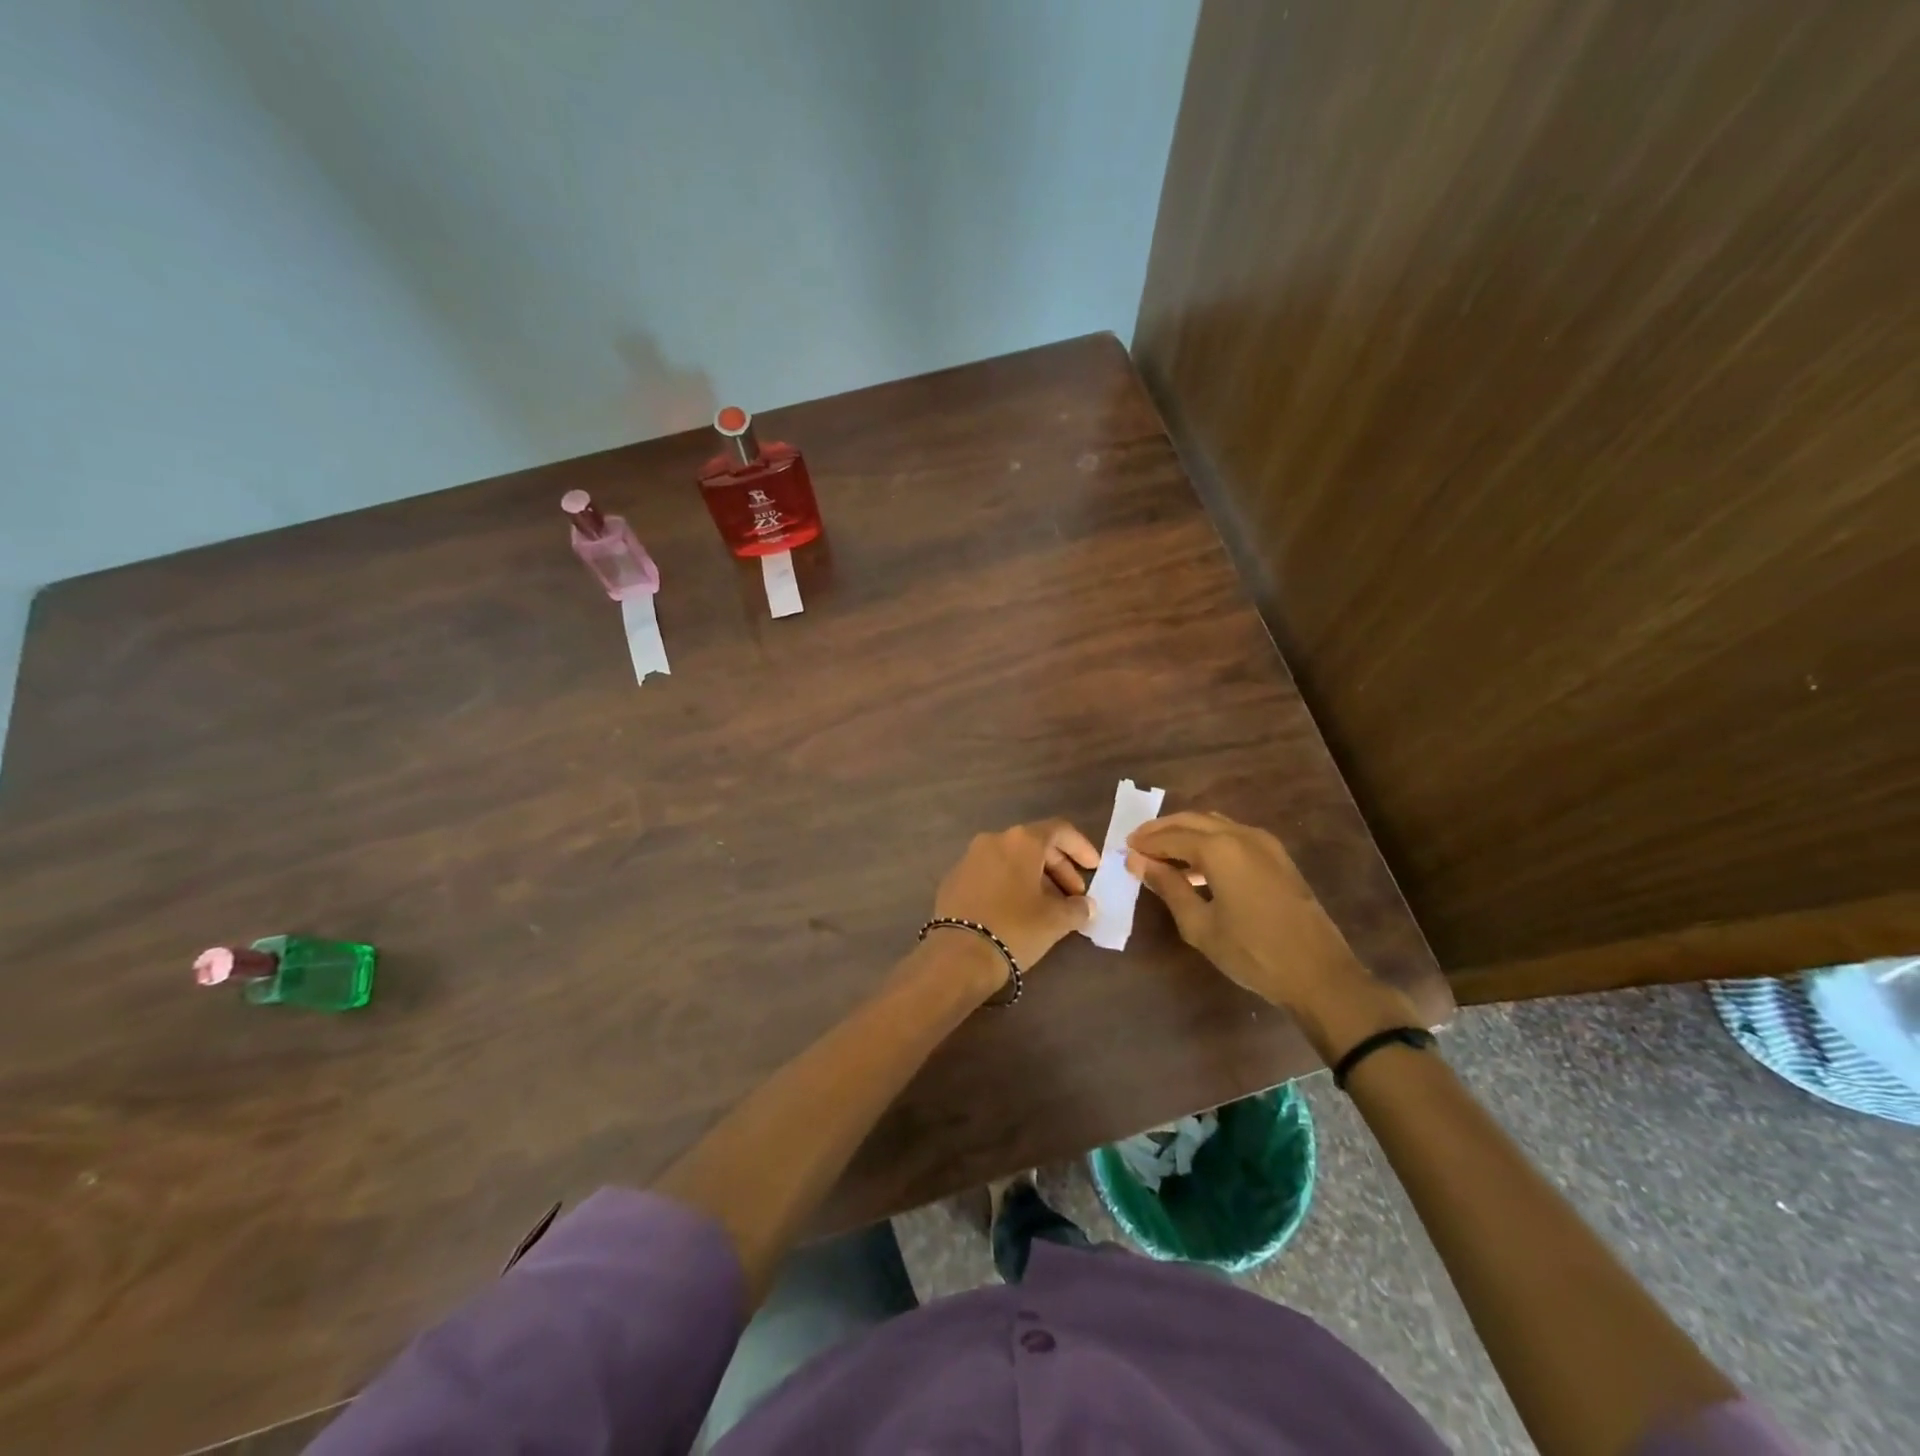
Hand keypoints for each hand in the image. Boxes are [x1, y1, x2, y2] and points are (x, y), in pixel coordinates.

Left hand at [931, 819, 1099, 982]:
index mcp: (1021, 841)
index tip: (1093, 868)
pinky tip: (1018, 910)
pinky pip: (991, 872)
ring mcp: (969, 858)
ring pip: (1012, 859)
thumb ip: (1077, 908)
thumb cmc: (1015, 928)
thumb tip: (1085, 905)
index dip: (1081, 847)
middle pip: (1035, 844)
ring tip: (1049, 906)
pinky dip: (1010, 884)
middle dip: (1059, 867)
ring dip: (1035, 877)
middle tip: (1074, 895)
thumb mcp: (1056, 921)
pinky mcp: (954, 878)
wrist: (959, 954)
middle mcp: (993, 840)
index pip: (1059, 830)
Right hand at [1127, 811, 1418, 1051]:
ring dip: (1185, 833)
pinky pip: (1233, 836)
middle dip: (1162, 830)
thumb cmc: (1252, 952)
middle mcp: (1241, 835)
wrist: (1319, 974)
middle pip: (1191, 821)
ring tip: (1162, 854)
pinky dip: (1208, 841)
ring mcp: (1264, 843)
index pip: (1170, 837)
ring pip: (1213, 824)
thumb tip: (1138, 862)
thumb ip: (1167, 887)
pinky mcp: (1277, 857)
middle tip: (1137, 844)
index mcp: (1219, 848)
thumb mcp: (1199, 924)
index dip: (1145, 843)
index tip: (1124, 851)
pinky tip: (1197, 866)